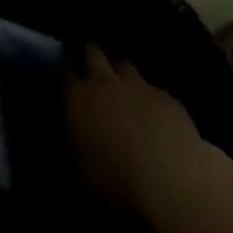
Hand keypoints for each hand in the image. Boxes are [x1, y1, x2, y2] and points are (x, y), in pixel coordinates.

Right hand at [66, 43, 204, 208]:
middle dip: (90, 55)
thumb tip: (79, 134)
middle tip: (89, 61)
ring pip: (124, 65)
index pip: (65, 77)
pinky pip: (152, 89)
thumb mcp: (83, 166)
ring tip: (122, 85)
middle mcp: (105, 83)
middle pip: (93, 55)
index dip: (66, 79)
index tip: (66, 84)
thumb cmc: (115, 178)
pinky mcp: (165, 97)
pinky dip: (149, 97)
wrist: (167, 175)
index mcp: (79, 98)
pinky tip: (154, 113)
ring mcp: (137, 86)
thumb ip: (79, 141)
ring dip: (120, 72)